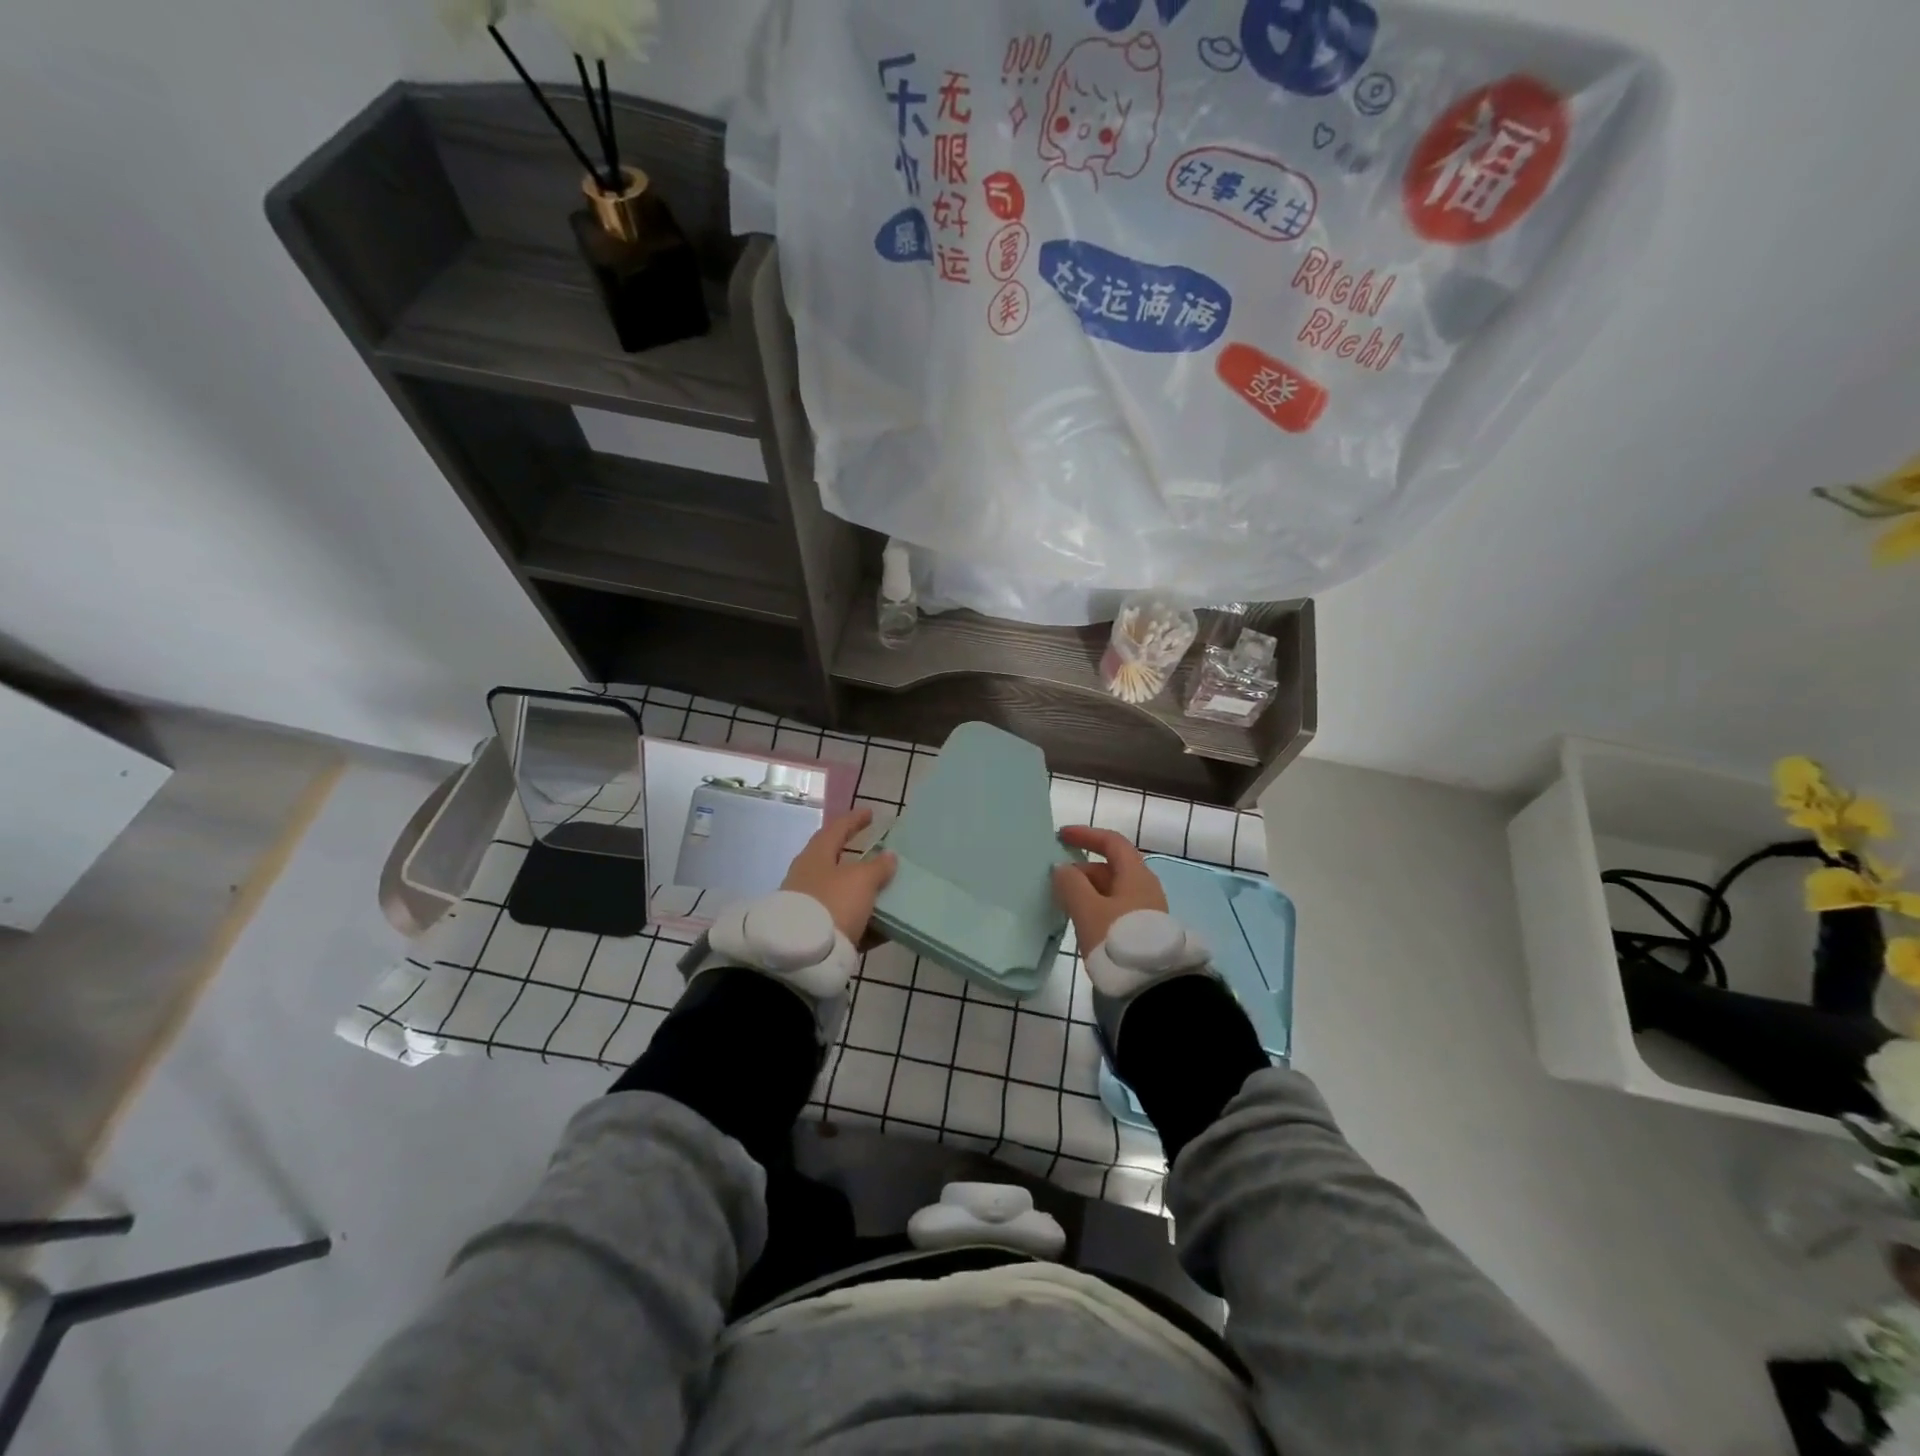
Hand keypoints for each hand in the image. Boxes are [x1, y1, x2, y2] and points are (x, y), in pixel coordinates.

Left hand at [782, 808, 896, 943]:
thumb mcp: (861, 881)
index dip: (854, 820)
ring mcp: (810, 907)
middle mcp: (808, 878)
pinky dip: (865, 922)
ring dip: (865, 894)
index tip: (870, 813)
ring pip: (843, 895)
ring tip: (889, 894)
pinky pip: (846, 922)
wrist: (803, 957)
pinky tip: (886, 927)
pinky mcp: (816, 934)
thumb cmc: (832, 904)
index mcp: (816, 857)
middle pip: (837, 864)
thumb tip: (888, 856)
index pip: (836, 829)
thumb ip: (878, 867)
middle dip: (860, 861)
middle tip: (882, 857)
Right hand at [1051, 826, 1167, 954]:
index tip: (1062, 836)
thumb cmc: (1117, 938)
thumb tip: (1062, 869)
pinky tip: (1082, 922)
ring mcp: (1147, 910)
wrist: (1153, 986)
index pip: (1112, 842)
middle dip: (1082, 869)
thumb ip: (1071, 884)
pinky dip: (1096, 906)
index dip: (1086, 835)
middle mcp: (1145, 887)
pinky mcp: (1143, 931)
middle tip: (1057, 881)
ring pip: (1112, 890)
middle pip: (1112, 867)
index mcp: (1135, 874)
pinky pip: (1116, 908)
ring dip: (1088, 890)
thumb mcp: (1087, 909)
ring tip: (1064, 903)